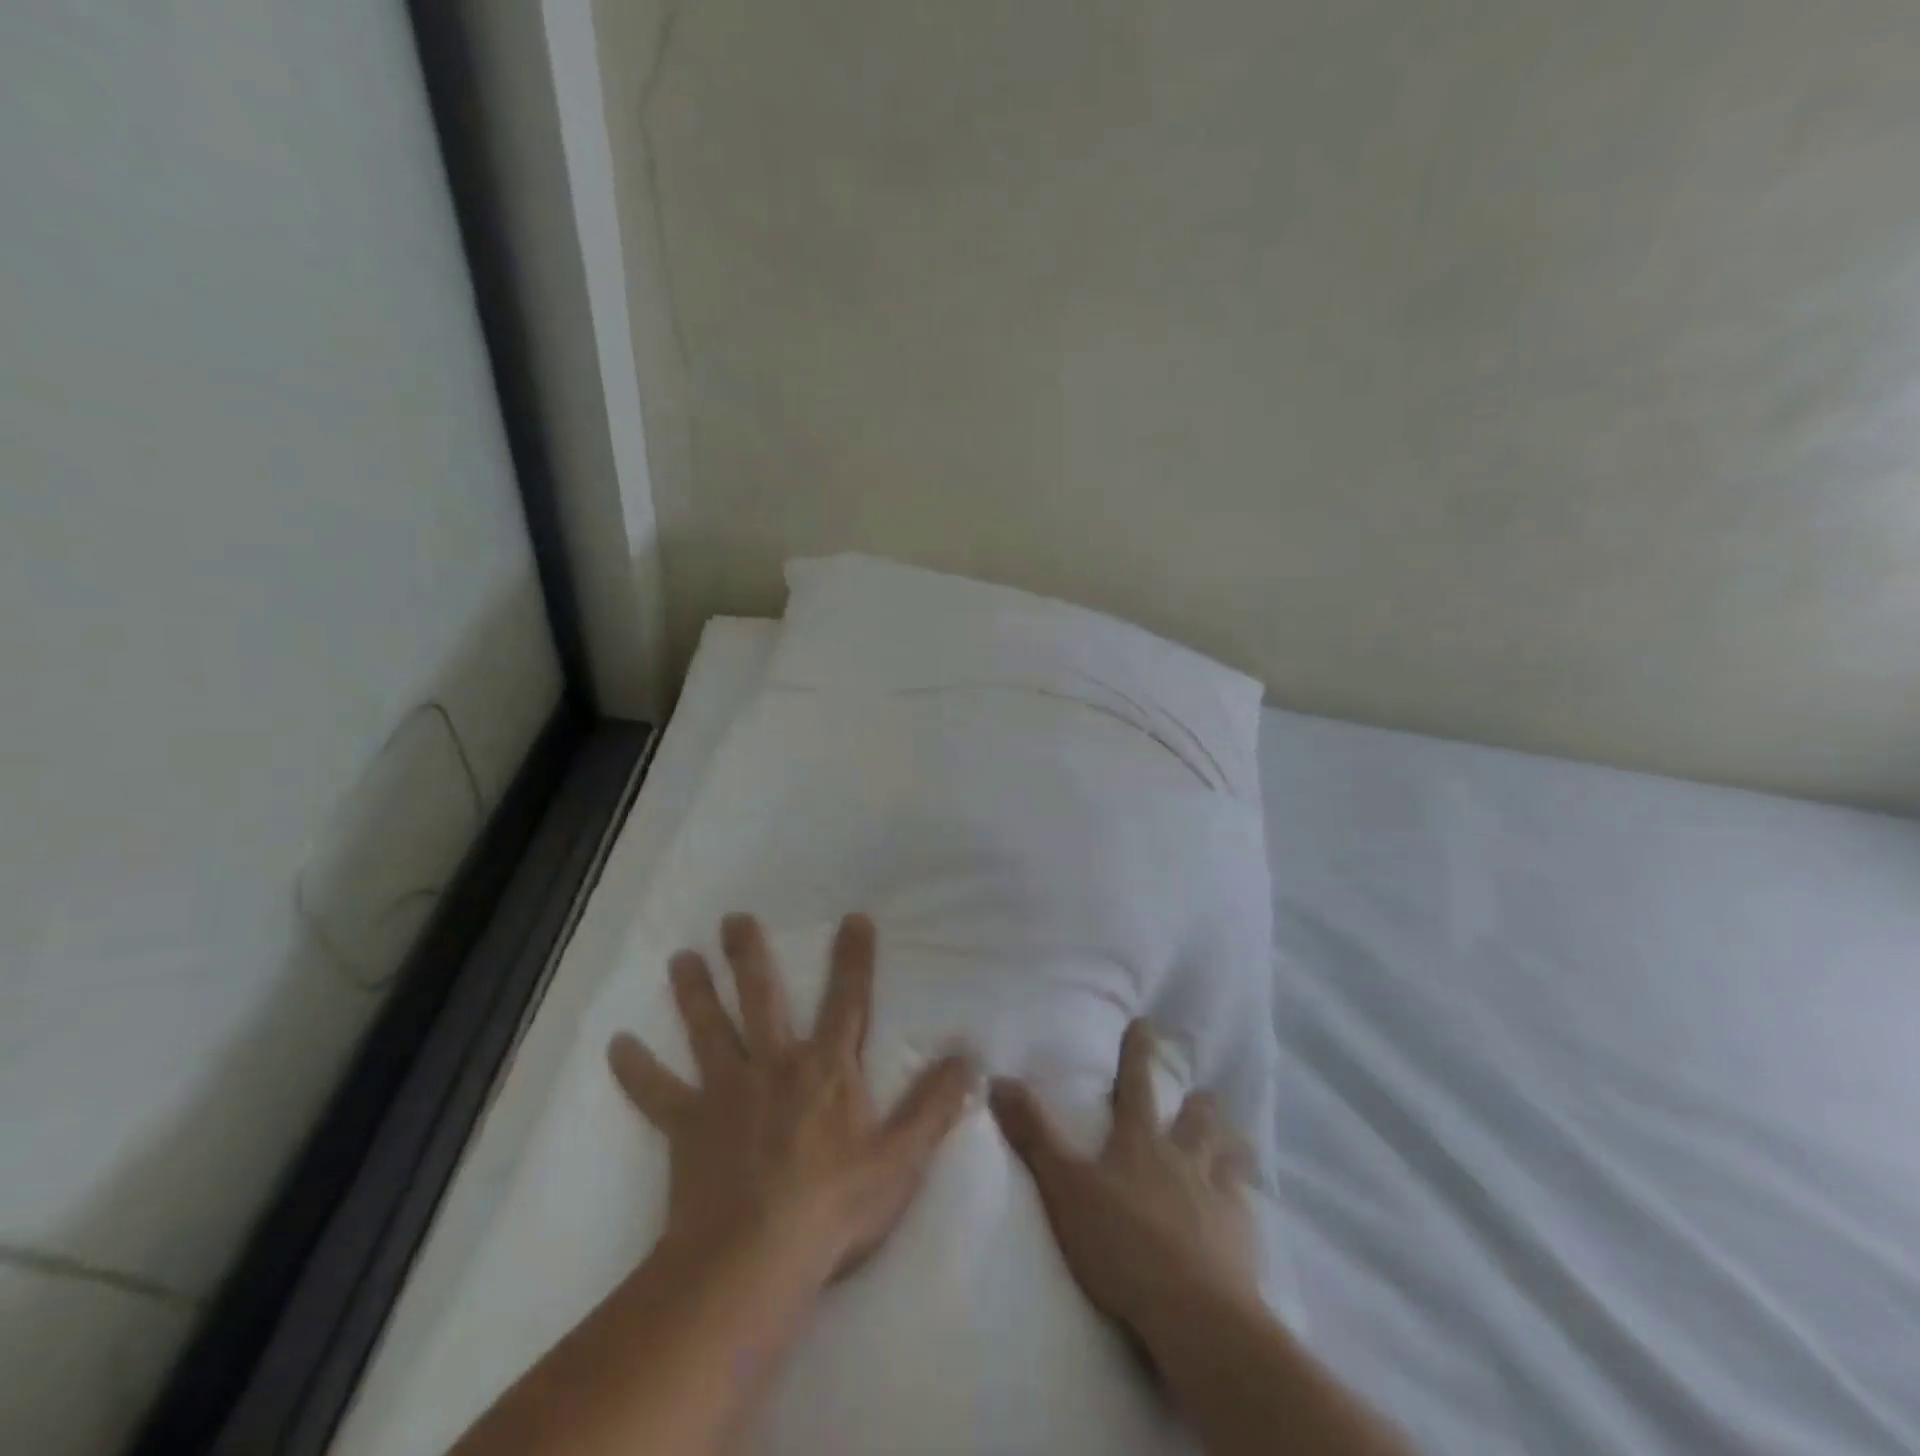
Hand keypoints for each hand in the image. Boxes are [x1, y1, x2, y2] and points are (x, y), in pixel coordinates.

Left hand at [609, 912, 976, 1286]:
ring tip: (680, 958)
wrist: (754, 1259)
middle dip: (750, 956)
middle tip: (733, 920)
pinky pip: (657, 1094)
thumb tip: (971, 1054)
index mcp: (826, 1069)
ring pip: (709, 1030)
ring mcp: (726, 1092)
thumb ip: (936, 1103)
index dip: (854, 959)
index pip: (848, 1000)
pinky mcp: (687, 1127)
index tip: (853, 918)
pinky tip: (617, 1046)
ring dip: (694, 992)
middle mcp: (774, 1064)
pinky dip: (637, 1070)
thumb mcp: (901, 1157)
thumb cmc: (835, 1207)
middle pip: (762, 997)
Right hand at [990, 1019, 1260, 1339]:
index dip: (1138, 1052)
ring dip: (1228, 1144)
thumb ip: (1034, 1134)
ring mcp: (1217, 1197)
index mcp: (1140, 1142)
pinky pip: (1247, 1207)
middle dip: (1197, 1104)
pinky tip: (1248, 1207)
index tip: (1146, 1024)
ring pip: (1227, 1157)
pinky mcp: (1242, 1239)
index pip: (1136, 1084)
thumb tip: (999, 1079)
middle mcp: (1182, 1159)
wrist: (1194, 1313)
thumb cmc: (1122, 1243)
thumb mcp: (1064, 1187)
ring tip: (1234, 1139)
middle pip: (1195, 1120)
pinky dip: (1245, 1199)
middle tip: (1204, 1092)